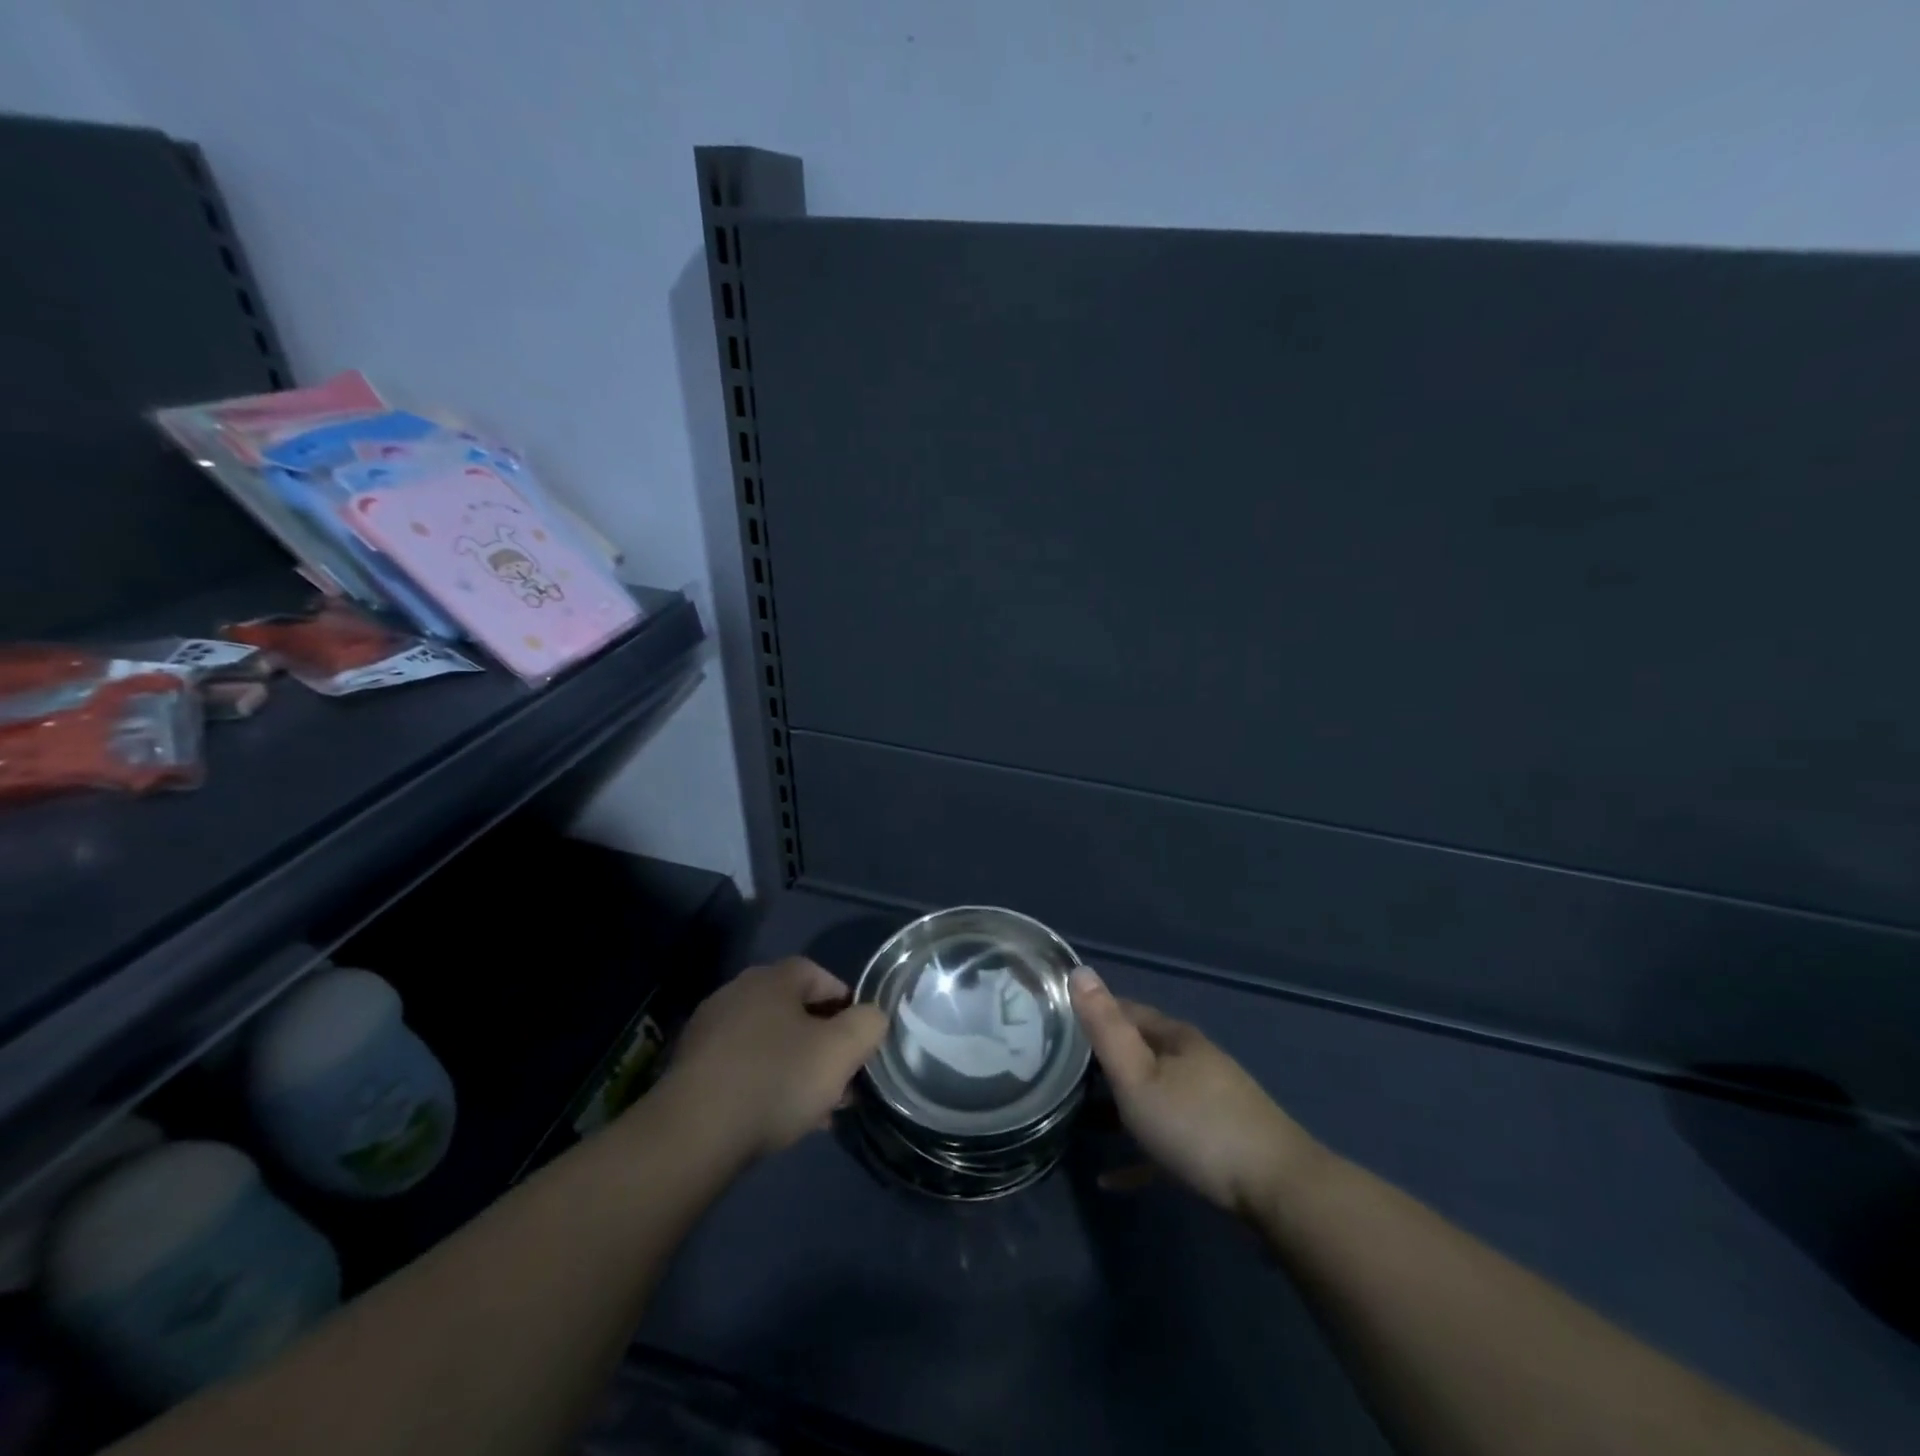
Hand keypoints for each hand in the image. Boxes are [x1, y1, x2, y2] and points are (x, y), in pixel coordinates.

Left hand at [658, 959, 888, 1159]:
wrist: (694, 1133)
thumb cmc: (776, 1079)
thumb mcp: (841, 1051)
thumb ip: (868, 1025)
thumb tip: (871, 1017)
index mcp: (773, 979)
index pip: (820, 975)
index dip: (846, 1003)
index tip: (860, 1038)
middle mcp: (738, 993)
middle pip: (795, 1011)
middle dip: (824, 1043)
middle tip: (843, 1078)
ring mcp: (710, 1031)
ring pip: (771, 1043)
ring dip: (798, 1068)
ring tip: (818, 1108)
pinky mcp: (693, 1069)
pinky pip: (744, 1068)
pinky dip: (767, 1084)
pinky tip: (781, 1119)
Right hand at [1070, 968, 1319, 1217]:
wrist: (1278, 1191)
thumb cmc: (1196, 1125)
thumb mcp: (1137, 1076)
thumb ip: (1105, 1027)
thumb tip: (1079, 970)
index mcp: (1176, 1038)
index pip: (1127, 1011)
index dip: (1094, 1013)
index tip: (1058, 1024)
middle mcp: (1194, 1062)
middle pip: (1141, 1053)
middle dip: (1103, 1061)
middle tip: (1061, 1074)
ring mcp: (1210, 1103)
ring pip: (1154, 1095)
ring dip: (1118, 1106)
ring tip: (1079, 1121)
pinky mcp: (1219, 1146)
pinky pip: (1168, 1142)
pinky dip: (1139, 1152)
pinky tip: (1112, 1178)